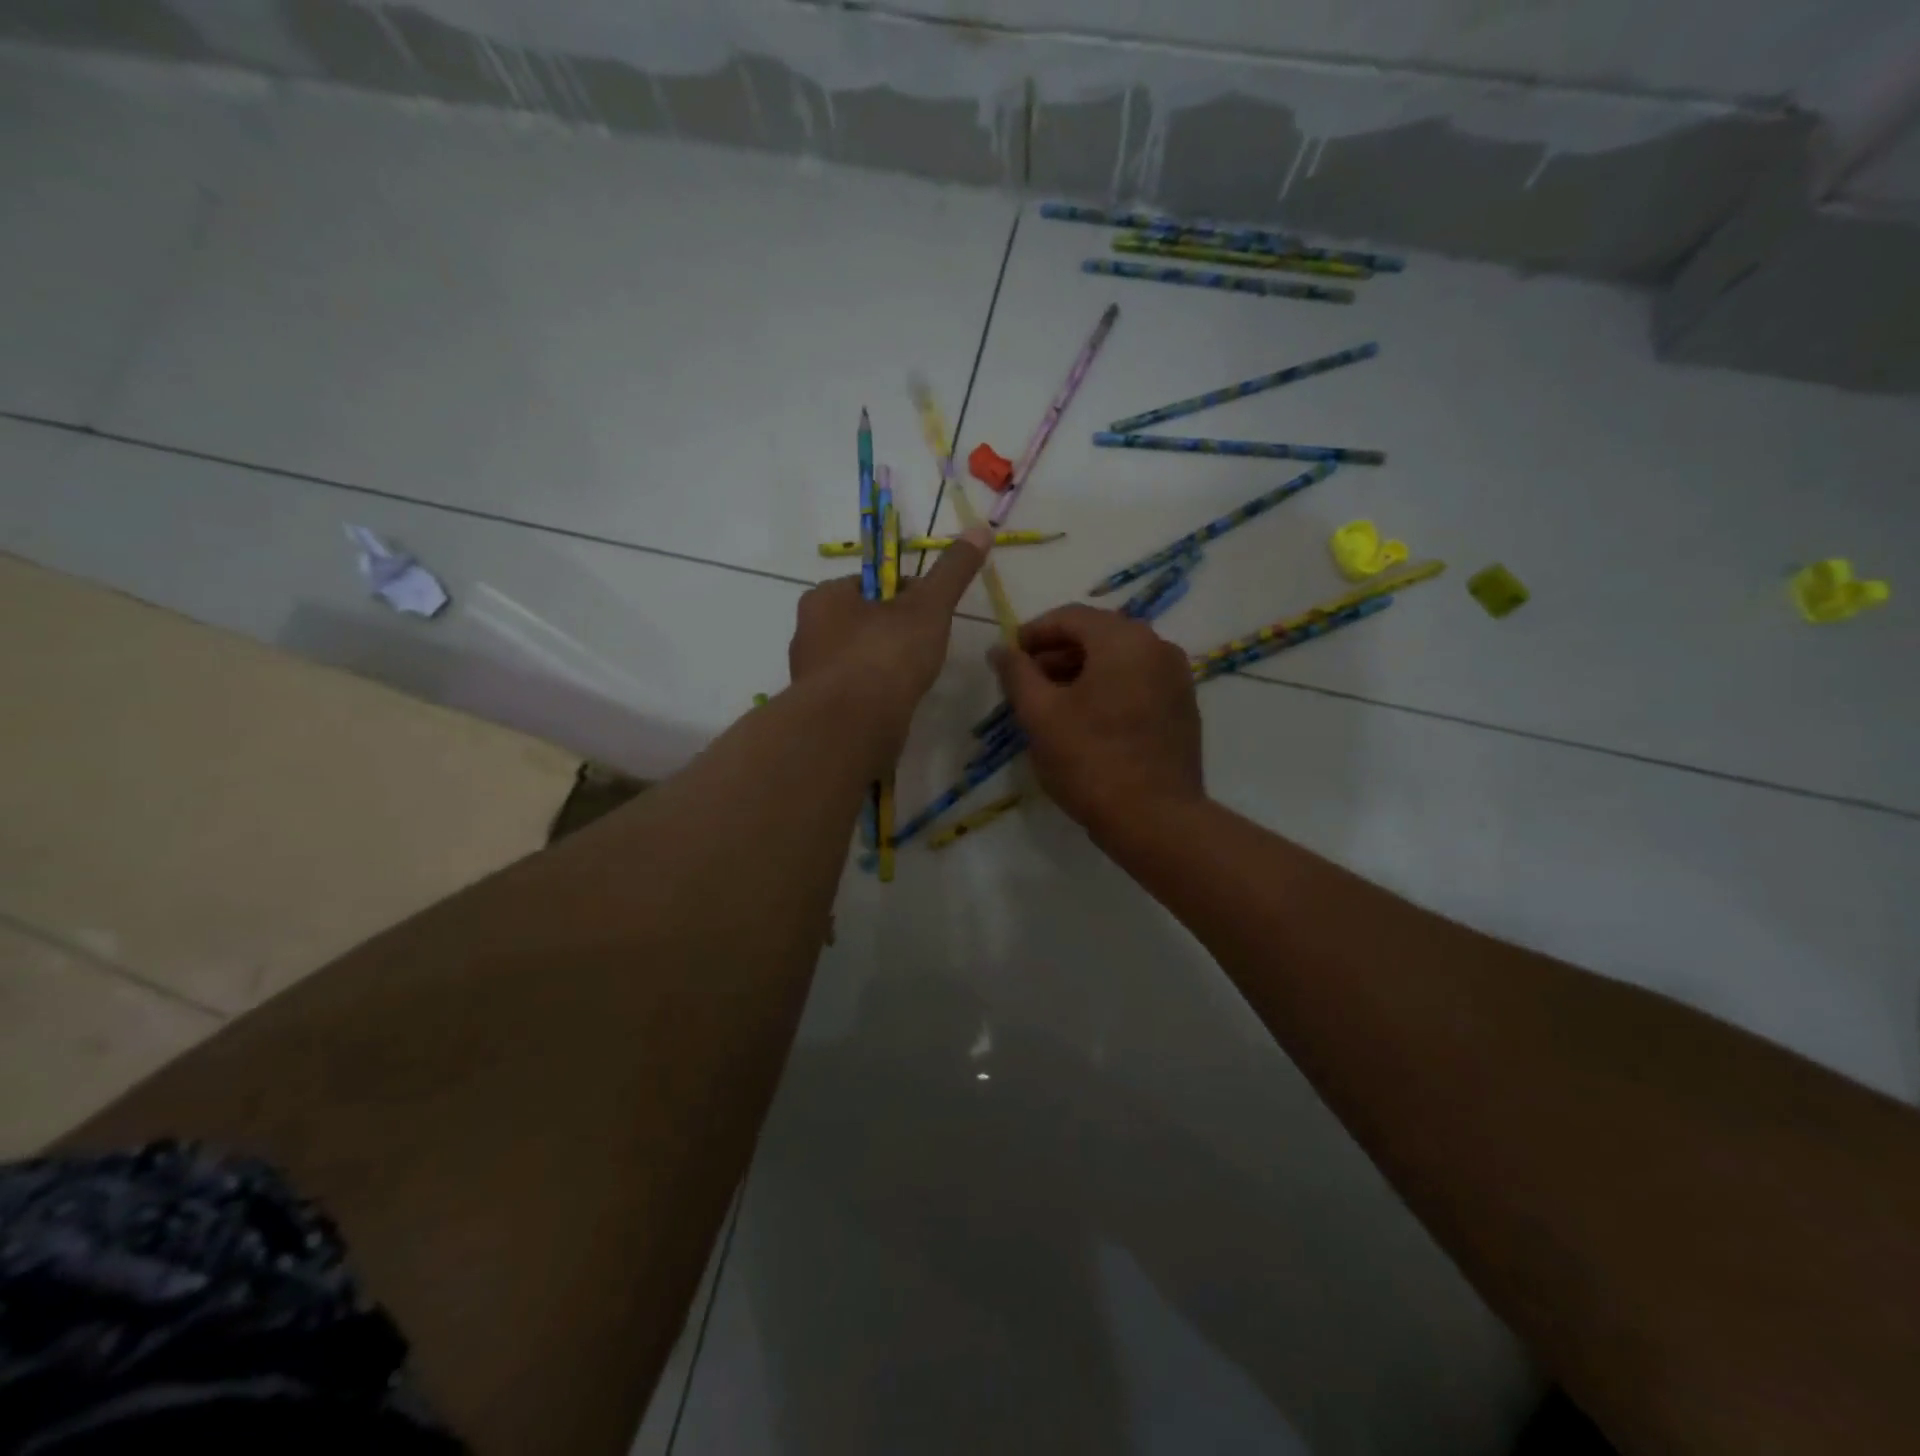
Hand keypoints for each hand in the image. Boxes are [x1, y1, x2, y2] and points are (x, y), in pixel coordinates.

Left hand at [789, 526, 991, 749]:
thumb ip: (953, 570)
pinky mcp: (818, 710)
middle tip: (927, 649)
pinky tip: (894, 704)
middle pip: (864, 621)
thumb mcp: (928, 606)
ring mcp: (810, 674)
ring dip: (884, 665)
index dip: (908, 597)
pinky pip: (853, 691)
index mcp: (825, 597)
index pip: (873, 585)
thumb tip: (981, 529)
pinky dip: (874, 694)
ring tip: (913, 679)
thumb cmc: (886, 655)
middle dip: (895, 632)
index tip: (933, 615)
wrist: (852, 726)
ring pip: (857, 658)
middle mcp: (808, 631)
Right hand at [991, 605, 1204, 836]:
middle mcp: (1158, 647)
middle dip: (1057, 653)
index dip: (1033, 632)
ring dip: (1081, 671)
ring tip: (1051, 702)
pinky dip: (1108, 687)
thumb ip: (1016, 674)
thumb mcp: (1040, 715)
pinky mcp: (1182, 707)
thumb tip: (1000, 649)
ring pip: (1119, 659)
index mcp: (1124, 640)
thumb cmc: (1091, 761)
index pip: (1070, 617)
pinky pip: (1138, 681)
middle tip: (1026, 681)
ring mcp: (1176, 678)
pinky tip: (1087, 719)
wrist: (1155, 819)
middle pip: (1097, 634)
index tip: (1009, 657)